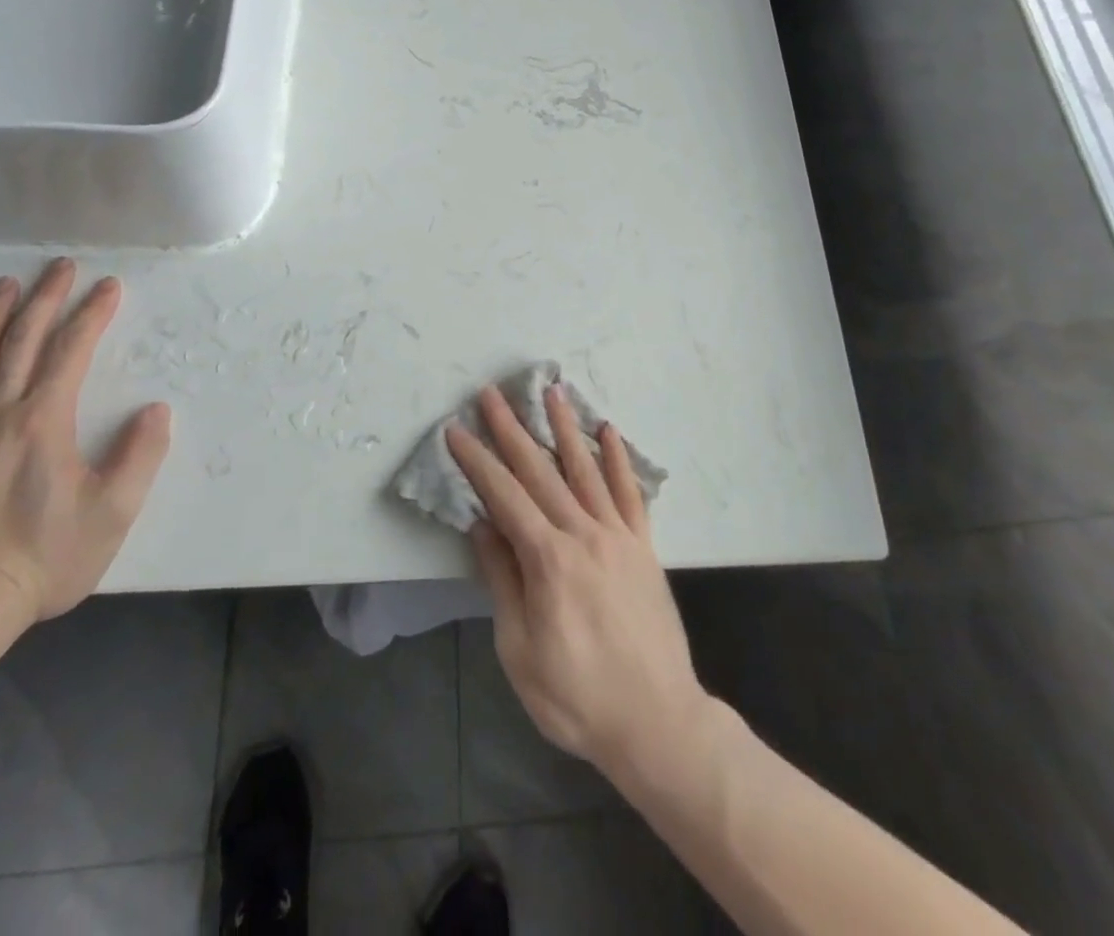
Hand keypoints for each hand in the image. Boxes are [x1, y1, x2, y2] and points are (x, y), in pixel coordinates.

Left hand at [0, 259, 171, 623]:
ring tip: (4, 285)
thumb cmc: (46, 557)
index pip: (71, 352)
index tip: (109, 286)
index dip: (92, 314)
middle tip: (59, 267)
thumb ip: (140, 455)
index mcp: (43, 422)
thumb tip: (156, 409)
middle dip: (44, 299)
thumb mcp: (114, 511)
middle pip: (20, 343)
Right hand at [446, 385, 709, 784]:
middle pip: (541, 471)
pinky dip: (618, 460)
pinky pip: (630, 493)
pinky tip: (609, 431)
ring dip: (565, 427)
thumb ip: (502, 581)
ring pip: (586, 469)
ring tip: (552, 391)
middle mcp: (584, 534)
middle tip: (493, 393)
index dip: (477, 460)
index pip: (504, 496)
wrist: (656, 721)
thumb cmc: (577, 696)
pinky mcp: (644, 546)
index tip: (457, 430)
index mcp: (548, 560)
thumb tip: (483, 526)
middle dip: (512, 429)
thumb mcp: (519, 650)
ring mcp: (618, 535)